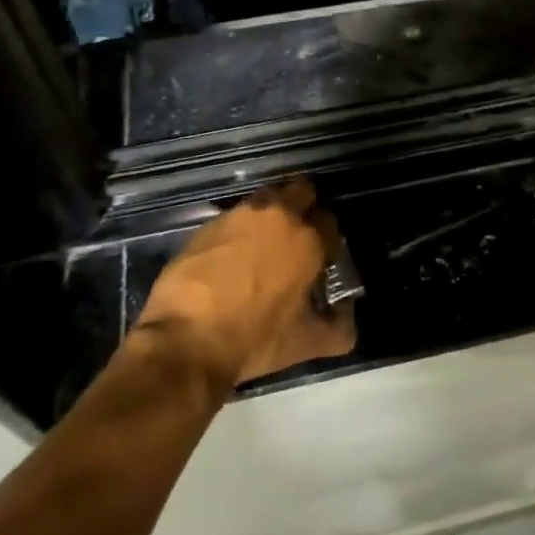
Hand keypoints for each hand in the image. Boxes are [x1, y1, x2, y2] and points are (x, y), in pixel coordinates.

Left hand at [133, 177, 356, 389]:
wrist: (186, 339)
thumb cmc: (254, 339)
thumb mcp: (305, 343)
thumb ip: (337, 329)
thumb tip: (347, 320)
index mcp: (308, 239)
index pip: (329, 221)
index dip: (327, 239)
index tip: (321, 258)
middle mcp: (278, 215)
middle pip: (301, 190)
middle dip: (304, 206)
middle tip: (296, 237)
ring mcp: (240, 215)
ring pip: (266, 199)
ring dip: (270, 214)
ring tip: (262, 246)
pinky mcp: (208, 223)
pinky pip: (233, 217)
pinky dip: (238, 230)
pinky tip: (230, 257)